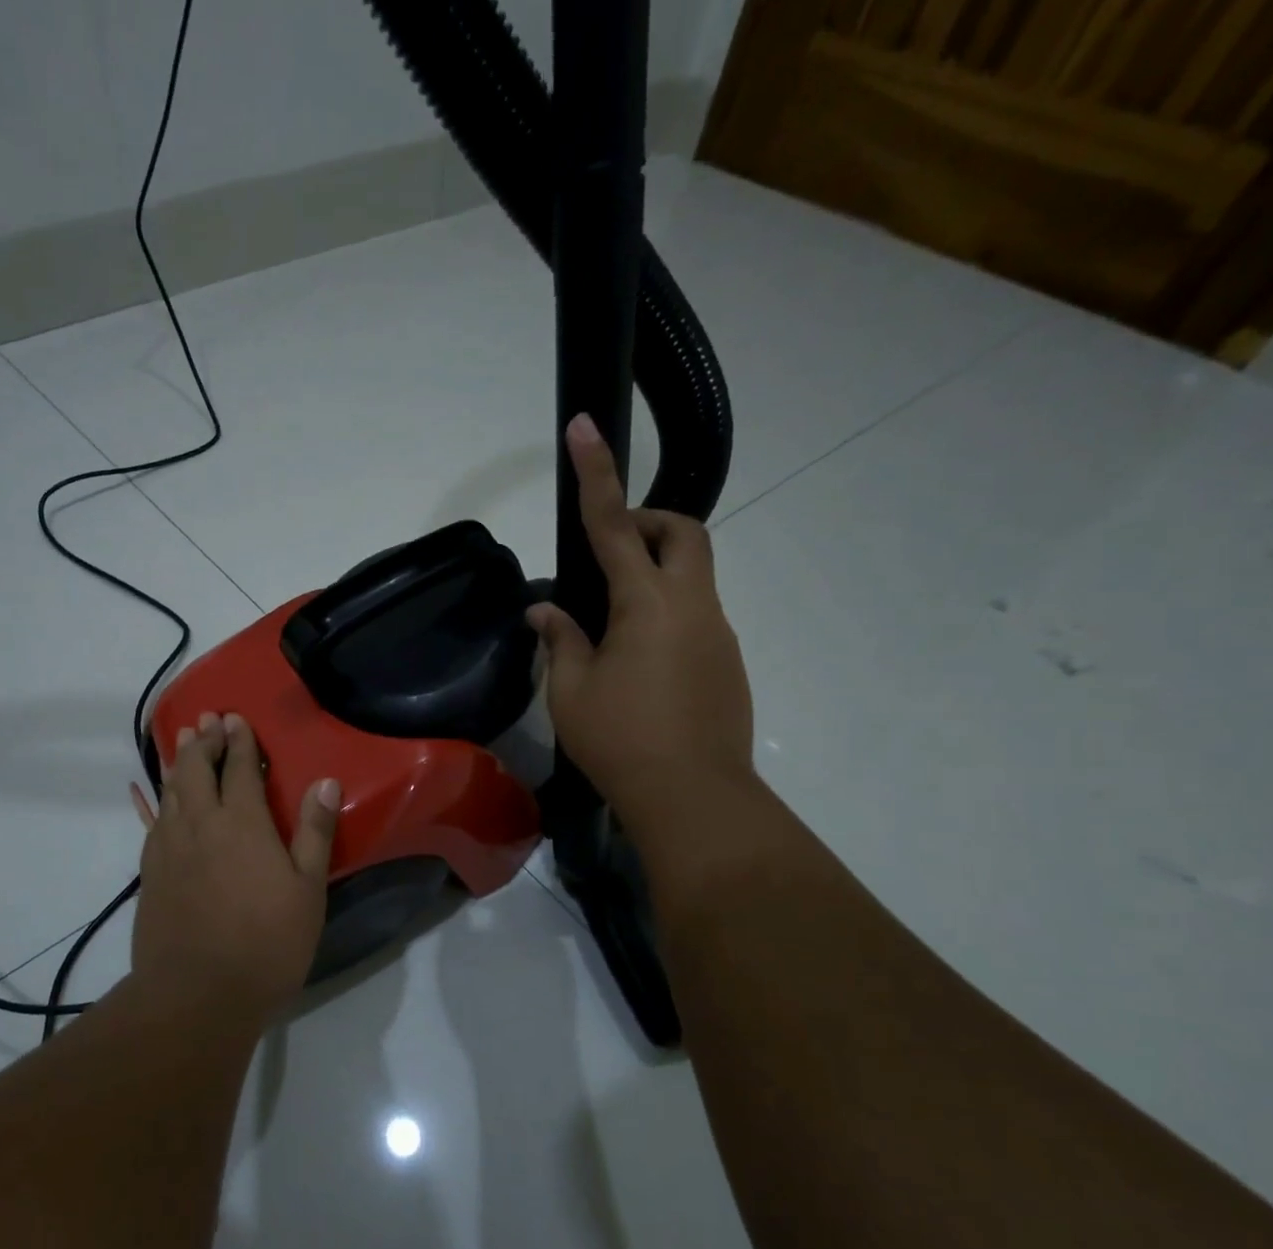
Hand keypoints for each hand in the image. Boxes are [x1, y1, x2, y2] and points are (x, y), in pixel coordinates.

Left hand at [129, 712, 339, 1015]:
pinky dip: (155, 799)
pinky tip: (154, 796)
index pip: (240, 768)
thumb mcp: (307, 889)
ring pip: (171, 791)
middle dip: (204, 740)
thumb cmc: (266, 943)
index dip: (239, 741)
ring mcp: (169, 848)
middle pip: (198, 770)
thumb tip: (324, 781)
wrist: (196, 995)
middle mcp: (200, 824)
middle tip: (208, 719)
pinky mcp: (150, 873)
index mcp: (242, 823)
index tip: (236, 718)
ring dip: (180, 762)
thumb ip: (313, 831)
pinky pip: (152, 821)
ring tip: (183, 740)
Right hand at [528, 414, 754, 832]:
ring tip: (613, 624)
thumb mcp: (572, 691)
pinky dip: (667, 614)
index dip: (596, 474)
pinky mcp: (728, 661)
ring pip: (694, 575)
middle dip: (649, 521)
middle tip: (611, 550)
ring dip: (655, 573)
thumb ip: (560, 639)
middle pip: (683, 533)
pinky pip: (697, 615)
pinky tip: (640, 662)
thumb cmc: (621, 741)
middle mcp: (692, 606)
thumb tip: (544, 610)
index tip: (585, 428)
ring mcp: (718, 632)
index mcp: (647, 604)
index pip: (614, 524)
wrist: (693, 797)